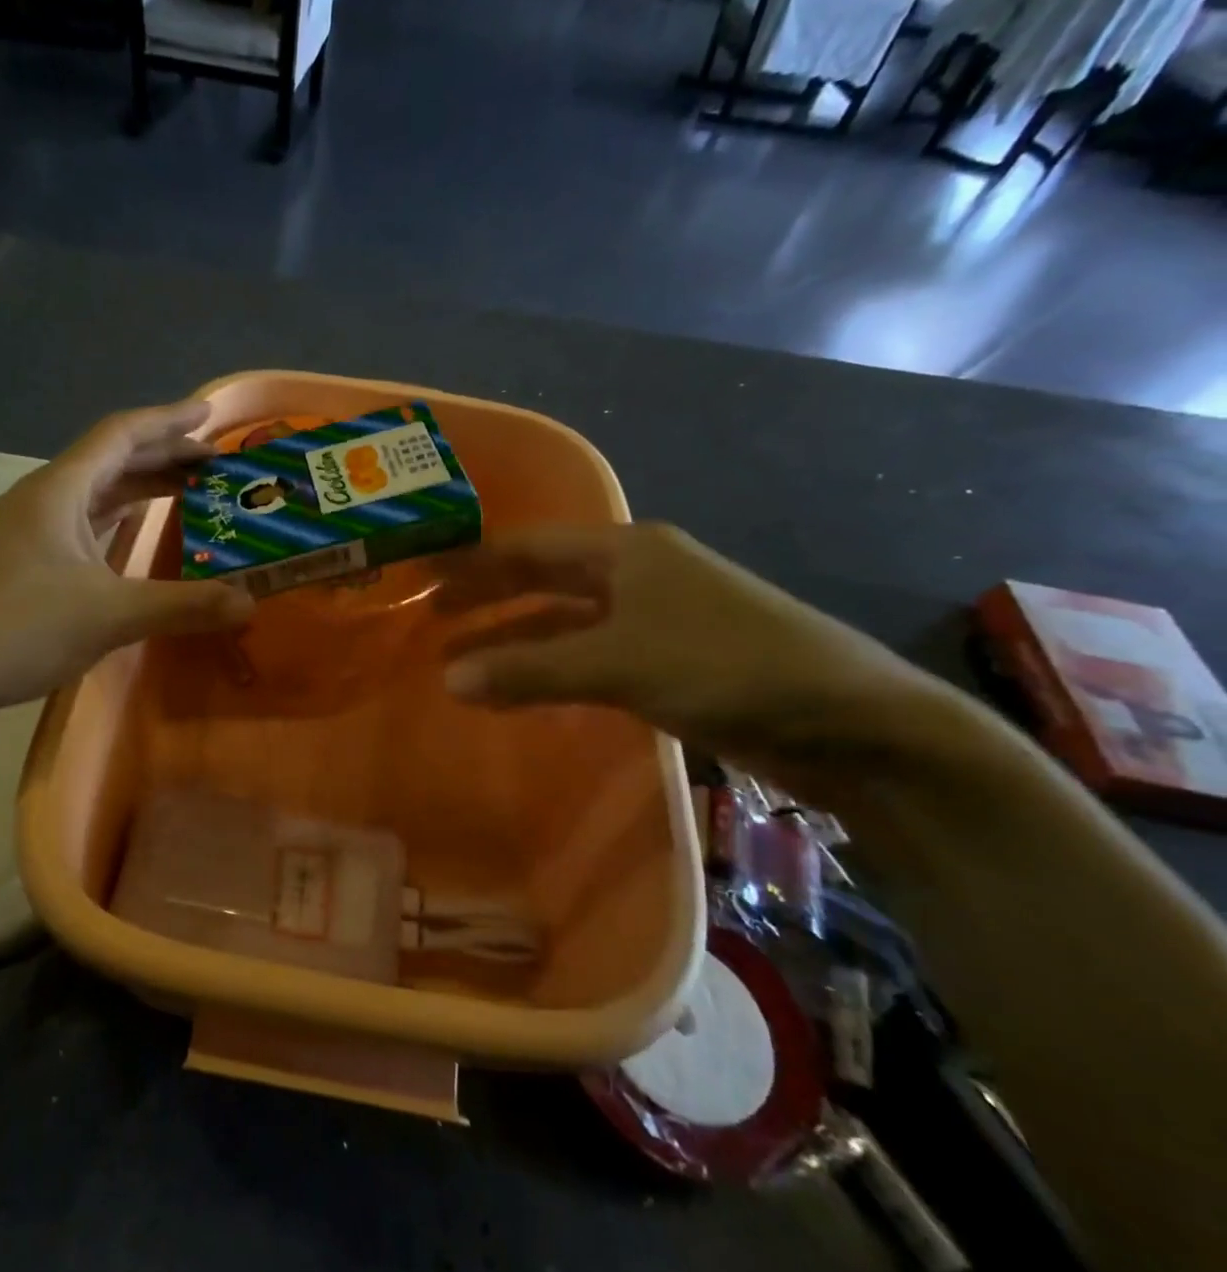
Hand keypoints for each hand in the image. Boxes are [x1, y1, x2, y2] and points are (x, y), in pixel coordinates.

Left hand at [0, 400, 253, 716]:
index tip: (211, 415)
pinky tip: (141, 535)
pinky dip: (122, 521)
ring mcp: (31, 531)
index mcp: (59, 490)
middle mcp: (44, 499)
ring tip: (192, 492)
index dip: (168, 420)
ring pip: (98, 493)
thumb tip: (250, 603)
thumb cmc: (16, 629)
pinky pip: (87, 524)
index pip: (120, 435)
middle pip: (111, 460)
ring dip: (143, 487)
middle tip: (216, 463)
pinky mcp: (27, 562)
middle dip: (164, 455)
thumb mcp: (109, 615)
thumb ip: (183, 605)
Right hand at [437, 523, 938, 763]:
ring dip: (515, 642)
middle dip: (488, 600)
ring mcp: (655, 620)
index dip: (474, 563)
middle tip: (430, 619)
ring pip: (565, 624)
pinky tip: (520, 689)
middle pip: (543, 581)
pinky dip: (551, 671)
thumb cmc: (728, 667)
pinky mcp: (669, 663)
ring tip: (459, 663)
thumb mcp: (619, 663)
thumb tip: (448, 679)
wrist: (850, 723)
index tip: (422, 579)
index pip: (529, 548)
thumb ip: (531, 671)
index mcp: (626, 551)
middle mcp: (636, 574)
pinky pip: (590, 658)